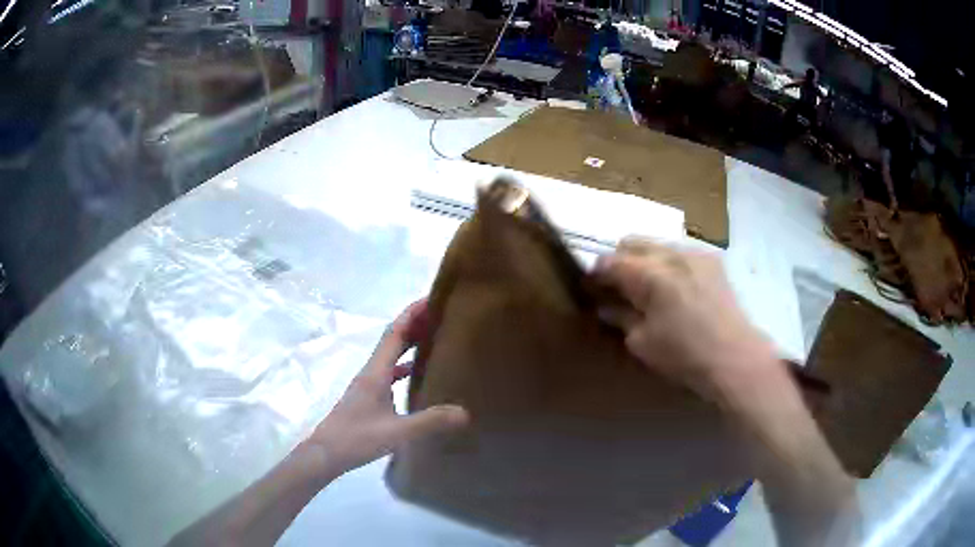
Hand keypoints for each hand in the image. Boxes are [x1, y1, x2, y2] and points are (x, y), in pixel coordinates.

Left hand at [307, 300, 468, 478]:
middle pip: (393, 339)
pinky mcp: (368, 397)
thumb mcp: (397, 432)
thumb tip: (465, 412)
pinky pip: (389, 372)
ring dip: (409, 342)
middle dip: (414, 322)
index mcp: (375, 372)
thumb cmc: (357, 438)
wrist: (326, 454)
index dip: (412, 313)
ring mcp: (367, 385)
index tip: (432, 299)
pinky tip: (416, 373)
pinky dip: (404, 365)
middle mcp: (371, 372)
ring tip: (433, 337)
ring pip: (390, 355)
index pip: (395, 333)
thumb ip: (430, 422)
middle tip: (441, 314)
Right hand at [594, 238, 777, 398]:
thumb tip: (606, 305)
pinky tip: (675, 287)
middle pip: (632, 242)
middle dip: (619, 260)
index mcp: (649, 275)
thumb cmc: (684, 355)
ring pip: (657, 243)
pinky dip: (668, 263)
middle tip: (618, 286)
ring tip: (648, 286)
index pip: (609, 261)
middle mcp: (671, 254)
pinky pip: (680, 252)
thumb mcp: (642, 342)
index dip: (595, 273)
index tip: (591, 287)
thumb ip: (620, 317)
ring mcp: (694, 253)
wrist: (735, 357)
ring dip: (644, 259)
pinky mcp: (712, 260)